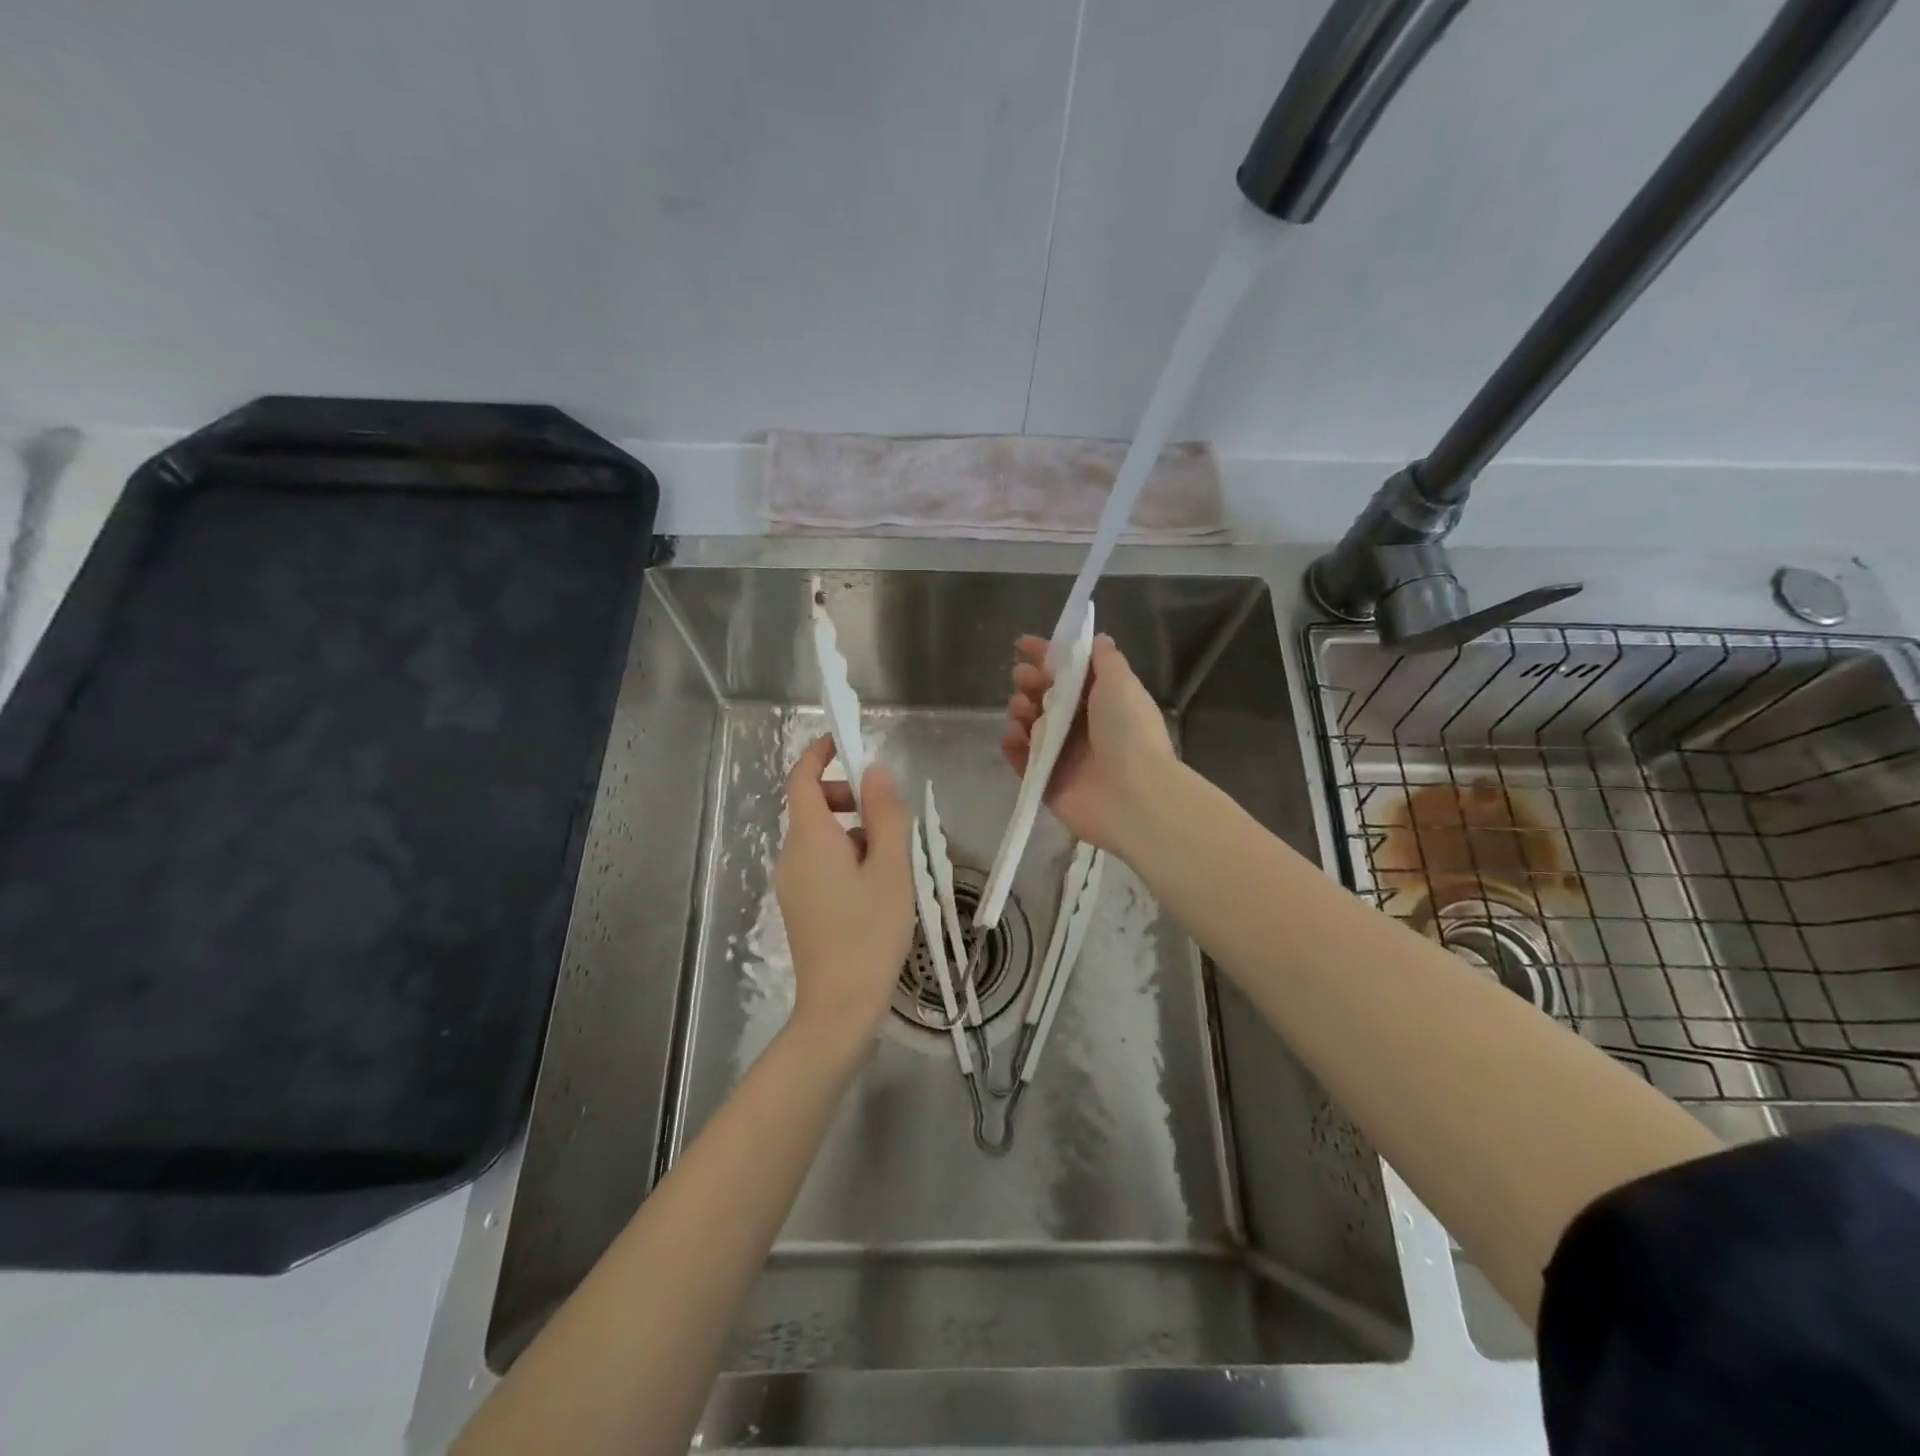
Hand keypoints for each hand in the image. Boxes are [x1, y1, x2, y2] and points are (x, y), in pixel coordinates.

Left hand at [775, 735, 916, 1040]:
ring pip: (819, 837)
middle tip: (886, 817)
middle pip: (811, 806)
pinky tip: (874, 889)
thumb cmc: (870, 932)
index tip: (844, 741)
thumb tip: (874, 772)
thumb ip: (885, 815)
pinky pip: (819, 863)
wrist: (839, 1006)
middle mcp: (791, 855)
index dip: (819, 754)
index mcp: (810, 839)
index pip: (801, 779)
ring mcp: (791, 883)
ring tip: (890, 864)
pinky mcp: (799, 905)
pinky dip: (844, 856)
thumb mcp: (891, 868)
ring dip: (852, 831)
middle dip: (846, 797)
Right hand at [1000, 633, 1175, 854]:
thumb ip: (1105, 660)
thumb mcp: (1121, 683)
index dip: (1047, 656)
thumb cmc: (1128, 731)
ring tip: (1021, 711)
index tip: (1023, 644)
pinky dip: (1013, 747)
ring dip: (1020, 712)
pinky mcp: (1047, 783)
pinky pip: (1022, 761)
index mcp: (1102, 702)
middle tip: (1021, 679)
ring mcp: (1063, 757)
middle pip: (1046, 699)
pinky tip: (1012, 736)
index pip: (1070, 673)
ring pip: (1031, 727)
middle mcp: (1083, 727)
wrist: (1133, 795)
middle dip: (1030, 683)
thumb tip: (1098, 639)